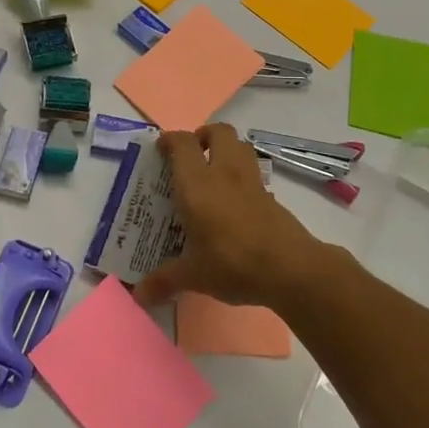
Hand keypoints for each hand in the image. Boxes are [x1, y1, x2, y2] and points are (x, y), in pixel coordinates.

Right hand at [133, 124, 322, 310]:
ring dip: (227, 148)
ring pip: (241, 145)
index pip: (182, 144)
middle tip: (193, 154)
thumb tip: (139, 296)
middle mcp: (224, 173)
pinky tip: (236, 200)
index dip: (170, 139)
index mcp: (198, 184)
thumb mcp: (194, 275)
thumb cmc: (233, 263)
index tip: (161, 149)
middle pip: (219, 131)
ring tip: (215, 169)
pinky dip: (243, 175)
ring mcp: (252, 182)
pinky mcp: (271, 195)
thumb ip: (164, 281)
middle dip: (204, 135)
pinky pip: (254, 172)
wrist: (289, 268)